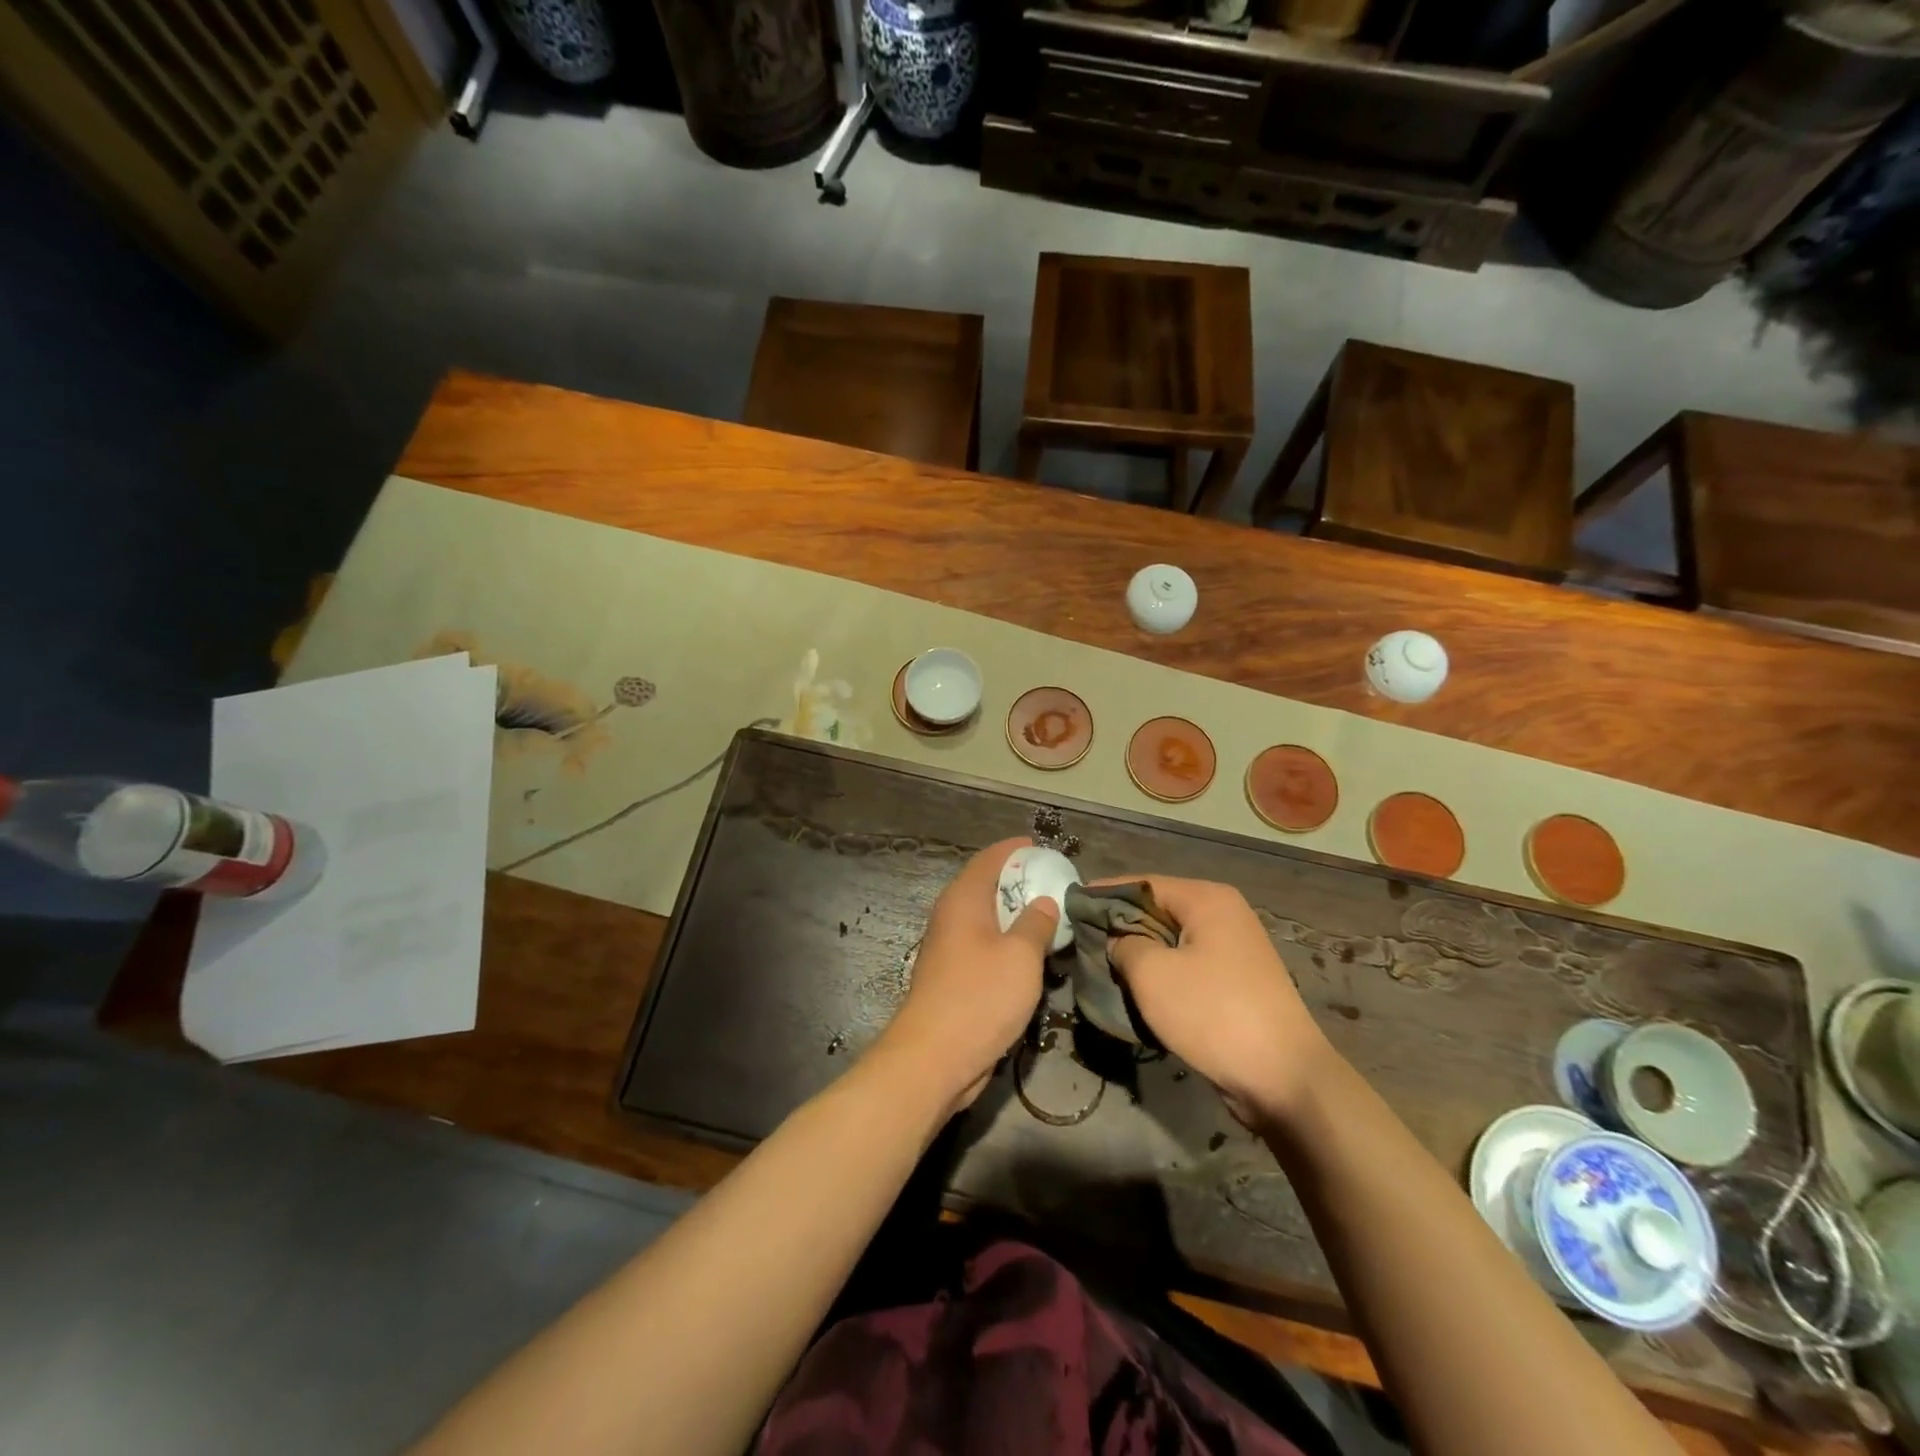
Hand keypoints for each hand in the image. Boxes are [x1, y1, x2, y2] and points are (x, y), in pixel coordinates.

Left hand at [876, 837, 1058, 1114]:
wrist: (934, 1058)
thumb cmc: (980, 997)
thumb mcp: (1020, 956)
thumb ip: (1036, 923)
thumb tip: (1044, 901)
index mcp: (963, 899)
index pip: (989, 859)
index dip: (1015, 850)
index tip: (1042, 848)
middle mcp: (951, 916)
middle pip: (986, 886)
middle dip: (1019, 882)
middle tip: (1055, 884)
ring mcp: (949, 947)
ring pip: (986, 919)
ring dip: (1015, 915)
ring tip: (1051, 917)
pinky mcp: (953, 976)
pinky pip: (984, 946)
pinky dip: (1007, 942)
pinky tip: (1031, 956)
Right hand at [1107, 876, 1332, 1130]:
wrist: (1285, 1079)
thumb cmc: (1213, 1013)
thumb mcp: (1153, 974)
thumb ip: (1124, 945)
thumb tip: (1116, 940)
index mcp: (1207, 899)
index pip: (1143, 883)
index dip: (1104, 894)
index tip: (1071, 906)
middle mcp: (1224, 915)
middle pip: (1158, 909)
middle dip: (1120, 925)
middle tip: (1082, 940)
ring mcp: (1234, 950)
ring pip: (1171, 940)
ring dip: (1140, 953)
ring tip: (1103, 966)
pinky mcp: (1236, 982)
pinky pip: (1187, 966)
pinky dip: (1162, 973)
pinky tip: (1136, 990)